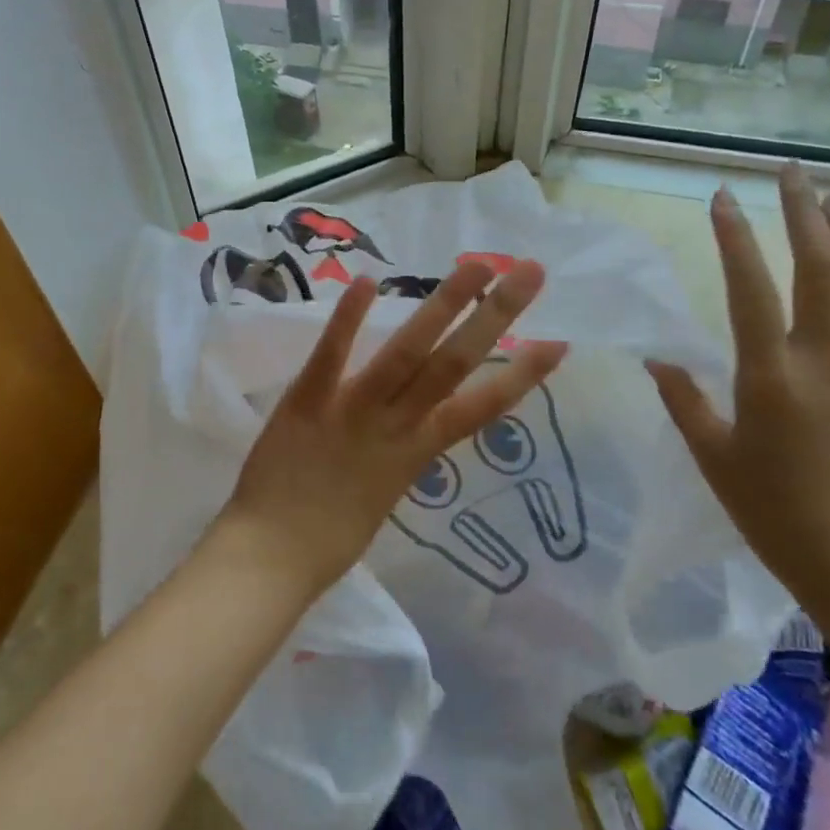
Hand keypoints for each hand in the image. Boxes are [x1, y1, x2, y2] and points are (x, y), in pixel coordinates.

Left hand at [219, 259, 567, 601]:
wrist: (271, 563)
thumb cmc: (329, 540)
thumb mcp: (384, 494)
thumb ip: (402, 452)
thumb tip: (418, 425)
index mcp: (417, 453)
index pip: (482, 408)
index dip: (522, 376)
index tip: (557, 342)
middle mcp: (396, 426)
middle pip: (454, 364)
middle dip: (495, 318)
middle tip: (530, 272)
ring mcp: (353, 411)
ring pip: (407, 353)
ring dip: (442, 306)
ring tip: (476, 266)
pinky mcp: (308, 402)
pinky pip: (332, 357)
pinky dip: (349, 320)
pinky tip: (369, 280)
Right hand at [646, 165, 829, 624]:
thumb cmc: (773, 515)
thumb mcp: (713, 457)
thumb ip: (684, 400)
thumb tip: (657, 357)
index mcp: (770, 375)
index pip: (750, 286)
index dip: (735, 237)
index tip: (723, 197)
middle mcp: (824, 361)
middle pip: (820, 269)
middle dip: (802, 214)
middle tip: (790, 173)